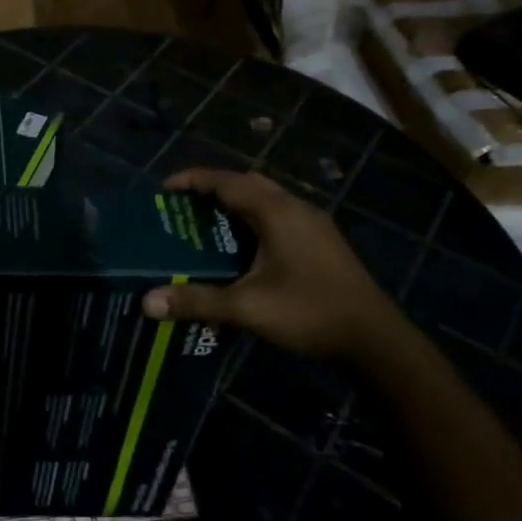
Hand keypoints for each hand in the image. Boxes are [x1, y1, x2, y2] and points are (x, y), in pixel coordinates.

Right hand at [141, 169, 401, 363]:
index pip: (227, 181)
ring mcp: (314, 224)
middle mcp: (296, 208)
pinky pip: (280, 215)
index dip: (193, 180)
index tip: (164, 189)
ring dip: (236, 203)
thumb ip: (196, 301)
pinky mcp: (323, 241)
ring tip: (207, 224)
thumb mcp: (247, 307)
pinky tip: (244, 248)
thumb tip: (146, 301)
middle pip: (248, 183)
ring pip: (267, 199)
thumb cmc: (309, 313)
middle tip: (184, 207)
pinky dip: (254, 218)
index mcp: (276, 212)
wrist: (375, 340)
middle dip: (214, 188)